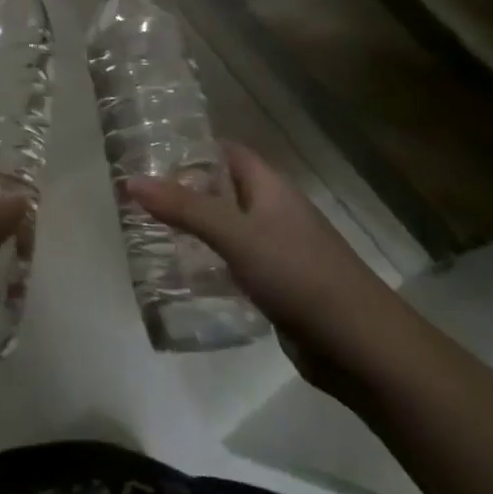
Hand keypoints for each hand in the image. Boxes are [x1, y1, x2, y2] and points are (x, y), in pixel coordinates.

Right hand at [128, 141, 403, 393]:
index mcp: (271, 188)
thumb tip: (131, 180)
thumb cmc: (299, 275)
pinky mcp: (278, 285)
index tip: (150, 151)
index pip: (227, 152)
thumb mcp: (236, 235)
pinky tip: (183, 272)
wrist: (361, 346)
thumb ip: (185, 208)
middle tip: (139, 194)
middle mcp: (274, 212)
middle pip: (224, 189)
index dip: (193, 147)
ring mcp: (278, 250)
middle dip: (186, 189)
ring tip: (149, 230)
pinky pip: (236, 262)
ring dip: (196, 227)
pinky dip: (211, 261)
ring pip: (229, 227)